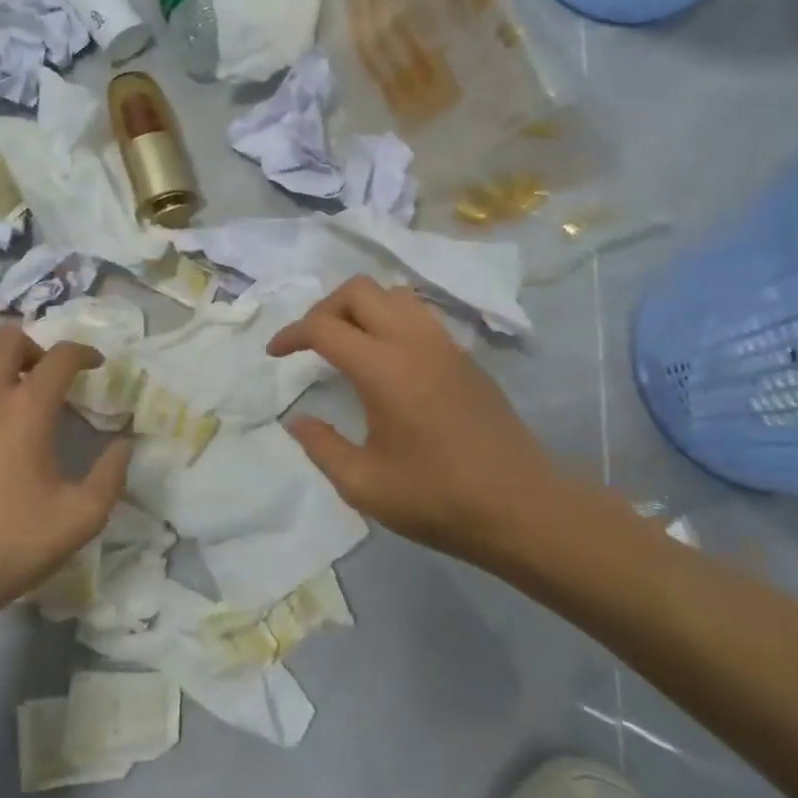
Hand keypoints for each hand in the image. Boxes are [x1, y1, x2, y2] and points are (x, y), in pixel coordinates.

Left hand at [0, 323, 130, 619]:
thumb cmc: (9, 545)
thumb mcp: (81, 518)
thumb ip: (111, 475)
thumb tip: (124, 445)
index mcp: (26, 408)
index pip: (60, 356)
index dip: (84, 353)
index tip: (95, 365)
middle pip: (7, 338)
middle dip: (35, 347)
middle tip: (47, 375)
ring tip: (8, 395)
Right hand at [266, 277, 574, 558]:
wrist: (522, 507)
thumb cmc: (438, 499)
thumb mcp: (364, 485)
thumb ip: (321, 446)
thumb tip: (297, 420)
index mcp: (383, 369)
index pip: (324, 326)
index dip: (291, 334)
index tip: (275, 354)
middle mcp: (414, 342)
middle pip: (359, 290)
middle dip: (324, 308)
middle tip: (311, 343)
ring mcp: (445, 345)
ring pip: (394, 294)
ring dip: (361, 307)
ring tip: (348, 343)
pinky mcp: (466, 357)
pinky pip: (420, 315)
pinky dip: (391, 319)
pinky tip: (387, 359)